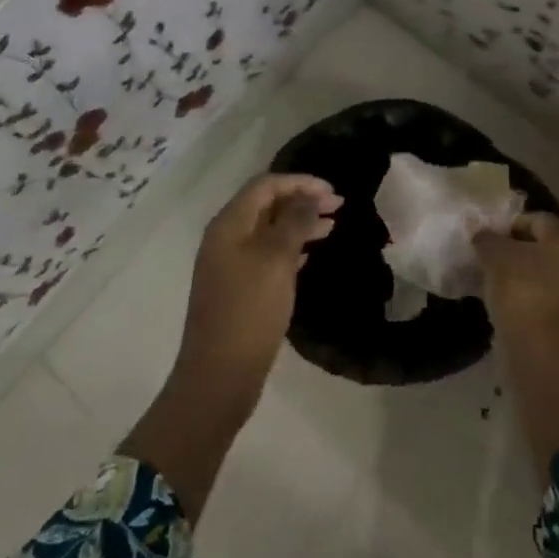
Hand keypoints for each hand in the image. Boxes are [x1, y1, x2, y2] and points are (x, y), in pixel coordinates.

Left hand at [178, 173, 340, 405]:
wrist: (219, 375)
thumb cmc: (249, 310)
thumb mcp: (276, 260)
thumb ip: (294, 222)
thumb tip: (309, 196)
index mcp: (228, 224)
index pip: (265, 185)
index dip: (300, 182)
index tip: (333, 192)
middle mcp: (225, 238)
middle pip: (266, 205)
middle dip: (302, 200)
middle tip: (339, 206)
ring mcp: (230, 264)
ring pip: (269, 231)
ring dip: (299, 223)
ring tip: (333, 227)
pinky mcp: (238, 288)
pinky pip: (267, 255)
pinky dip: (291, 247)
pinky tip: (311, 253)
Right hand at [474, 213, 558, 350]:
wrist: (535, 348)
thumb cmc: (519, 289)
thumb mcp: (494, 255)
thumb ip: (485, 237)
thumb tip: (478, 229)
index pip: (537, 219)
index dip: (511, 221)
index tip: (487, 232)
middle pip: (535, 245)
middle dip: (508, 246)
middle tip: (481, 251)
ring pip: (531, 271)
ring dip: (507, 270)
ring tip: (481, 274)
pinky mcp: (551, 316)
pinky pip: (528, 293)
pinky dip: (510, 292)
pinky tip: (490, 295)